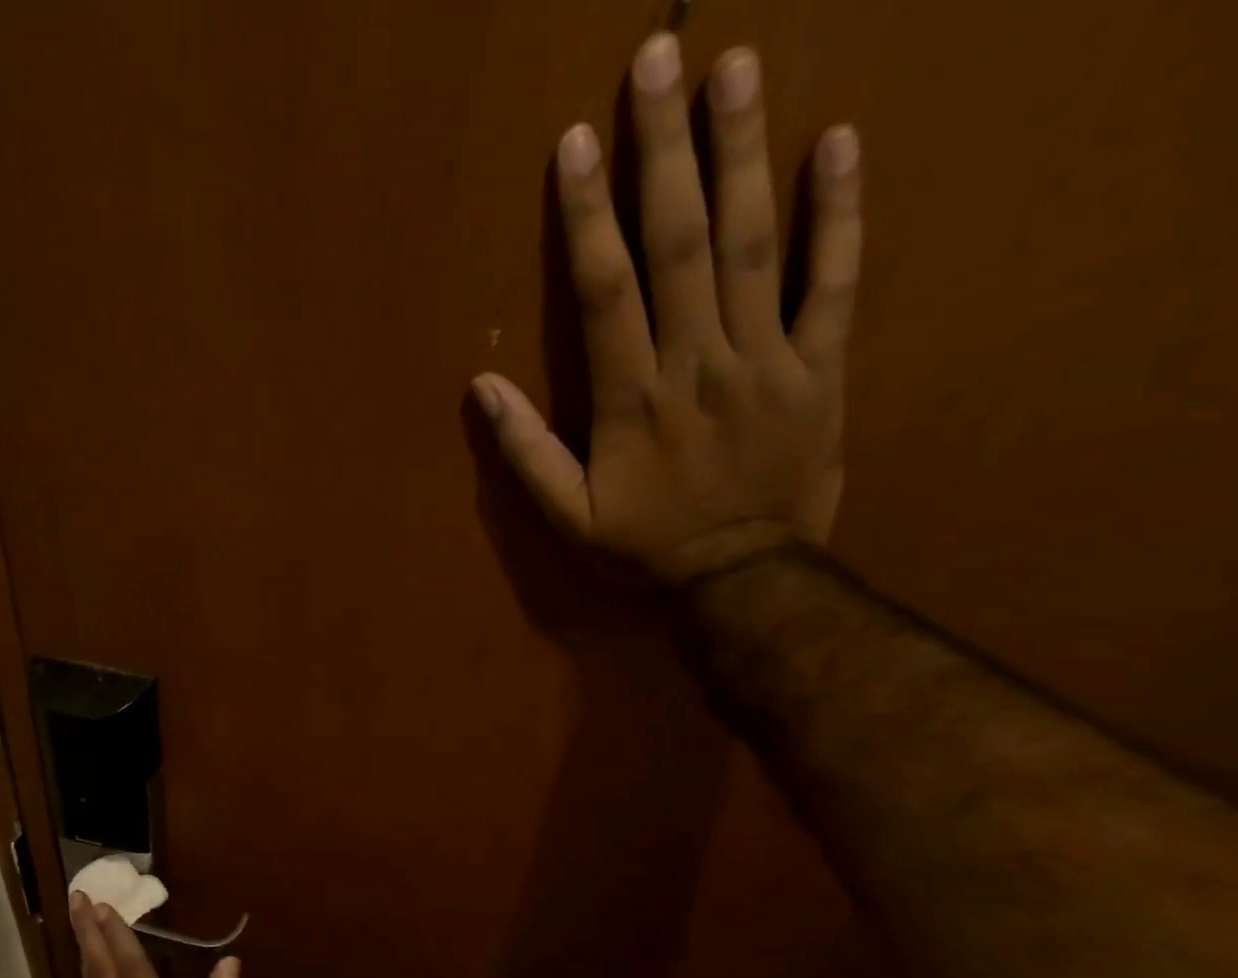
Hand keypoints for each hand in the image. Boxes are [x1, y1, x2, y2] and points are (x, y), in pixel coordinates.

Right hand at [472, 35, 862, 585]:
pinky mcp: (820, 367)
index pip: (606, 291)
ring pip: (753, 244)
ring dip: (743, 153)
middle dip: (665, 150)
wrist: (741, 579)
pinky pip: (833, 282)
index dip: (587, 216)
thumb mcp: (569, 518)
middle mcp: (697, 363)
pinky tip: (837, 144)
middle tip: (661, 56)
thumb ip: (526, 453)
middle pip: (680, 243)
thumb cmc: (645, 549)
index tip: (577, 142)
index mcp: (632, 400)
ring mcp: (765, 359)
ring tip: (737, 69)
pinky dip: (839, 214)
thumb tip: (480, 391)